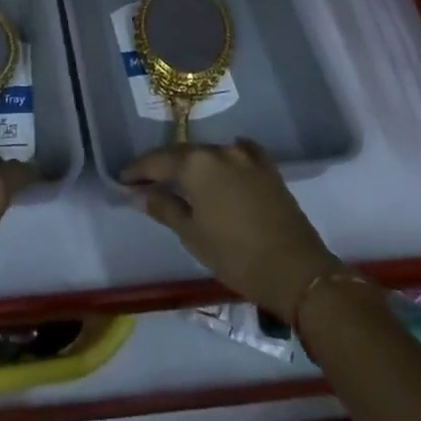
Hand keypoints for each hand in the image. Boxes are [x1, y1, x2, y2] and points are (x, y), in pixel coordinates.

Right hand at [122, 141, 341, 320]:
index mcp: (196, 164)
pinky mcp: (268, 167)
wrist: (296, 270)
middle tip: (147, 182)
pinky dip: (225, 160)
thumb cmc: (236, 256)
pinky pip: (239, 154)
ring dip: (194, 165)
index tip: (123, 179)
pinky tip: (222, 166)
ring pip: (210, 153)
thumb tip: (139, 193)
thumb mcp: (192, 235)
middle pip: (183, 153)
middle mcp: (219, 149)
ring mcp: (246, 155)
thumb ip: (164, 208)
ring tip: (182, 180)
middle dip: (164, 166)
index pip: (157, 161)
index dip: (138, 170)